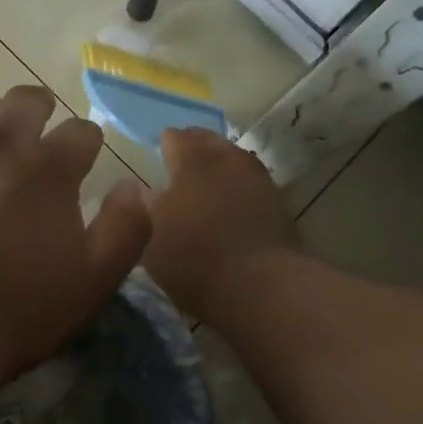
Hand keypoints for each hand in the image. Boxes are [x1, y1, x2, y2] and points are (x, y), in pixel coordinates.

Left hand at [0, 85, 150, 373]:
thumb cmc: (19, 308)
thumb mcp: (96, 279)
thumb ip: (126, 227)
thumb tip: (134, 186)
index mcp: (49, 169)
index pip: (81, 132)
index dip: (86, 145)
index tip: (81, 162)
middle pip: (25, 100)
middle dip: (38, 113)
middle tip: (34, 141)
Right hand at [143, 127, 297, 320]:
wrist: (259, 286)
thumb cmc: (193, 258)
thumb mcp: (151, 236)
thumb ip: (144, 207)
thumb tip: (144, 189)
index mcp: (193, 160)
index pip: (175, 137)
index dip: (164, 144)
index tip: (157, 155)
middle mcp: (227, 159)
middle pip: (208, 141)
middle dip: (193, 148)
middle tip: (179, 166)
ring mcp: (257, 178)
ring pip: (233, 159)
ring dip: (218, 165)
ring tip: (205, 183)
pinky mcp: (277, 202)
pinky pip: (250, 182)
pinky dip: (237, 186)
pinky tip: (229, 203)